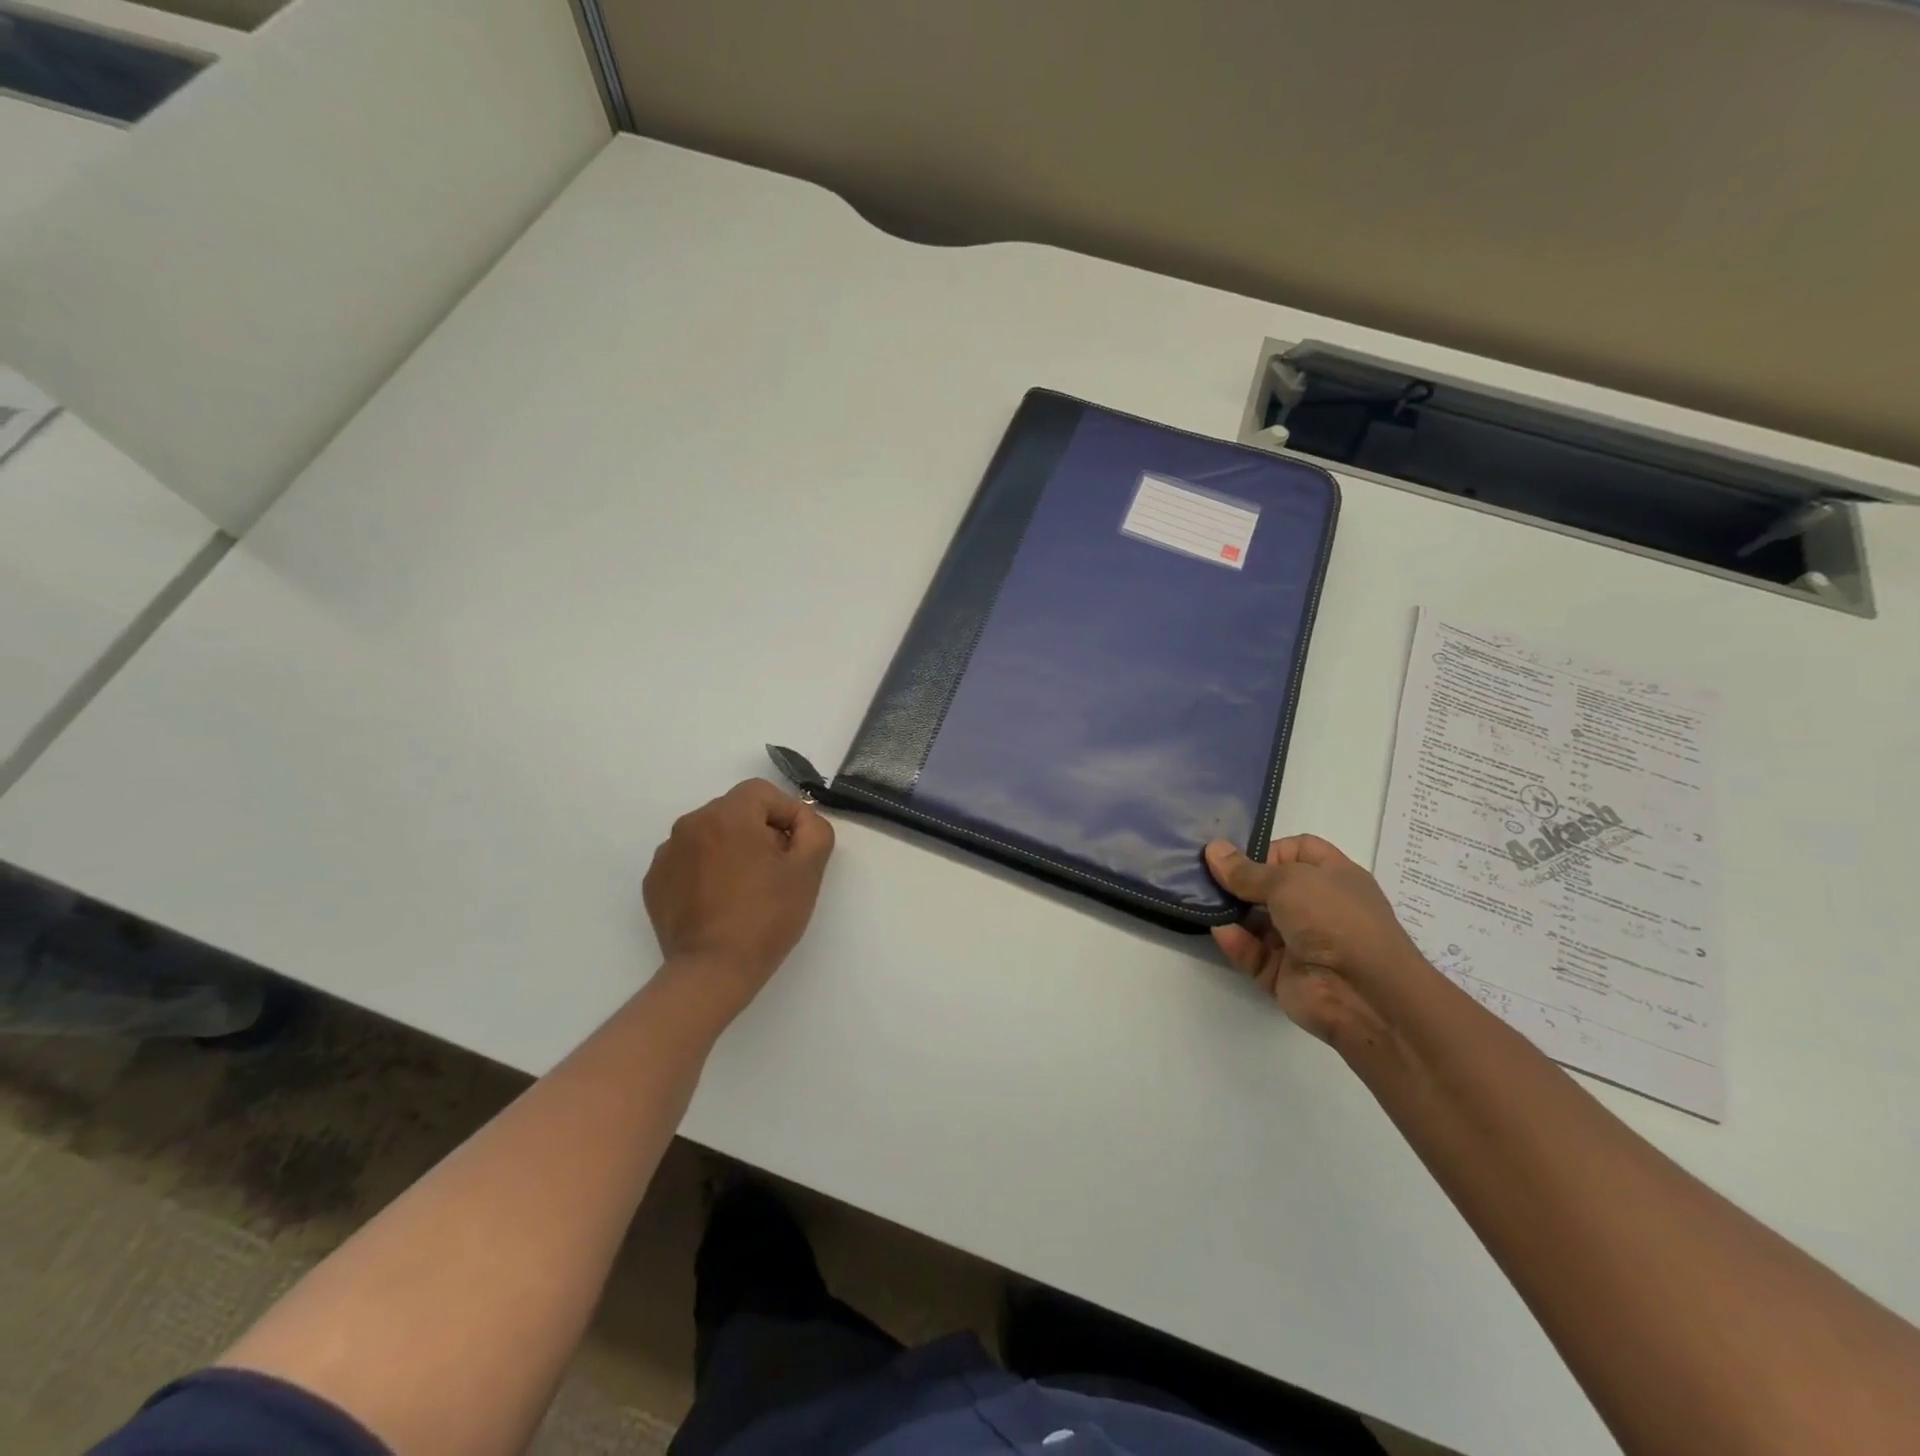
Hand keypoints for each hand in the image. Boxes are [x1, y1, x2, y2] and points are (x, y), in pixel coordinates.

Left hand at [644, 779, 834, 1009]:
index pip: (764, 793)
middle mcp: (690, 824)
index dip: (787, 816)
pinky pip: (689, 862)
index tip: (796, 850)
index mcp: (727, 814)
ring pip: (712, 836)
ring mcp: (667, 853)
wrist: (713, 971)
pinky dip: (707, 872)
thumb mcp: (808, 869)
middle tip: (776, 871)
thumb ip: (814, 829)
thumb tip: (802, 821)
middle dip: (760, 833)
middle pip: (737, 812)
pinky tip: (720, 903)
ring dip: (732, 851)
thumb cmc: (766, 916)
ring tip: (746, 890)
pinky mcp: (654, 882)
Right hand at [1204, 835, 1425, 1047]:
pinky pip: (1252, 953)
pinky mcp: (1283, 973)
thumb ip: (1246, 870)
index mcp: (1332, 877)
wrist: (1363, 994)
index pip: (1296, 851)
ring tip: (1200, 900)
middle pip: (1269, 886)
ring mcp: (1300, 942)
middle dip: (1237, 880)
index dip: (1268, 849)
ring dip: (1230, 911)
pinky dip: (1235, 942)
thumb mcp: (1288, 881)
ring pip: (1256, 921)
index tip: (1236, 856)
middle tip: (1202, 874)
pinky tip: (1219, 930)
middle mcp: (1317, 907)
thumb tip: (1212, 849)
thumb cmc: (1334, 918)